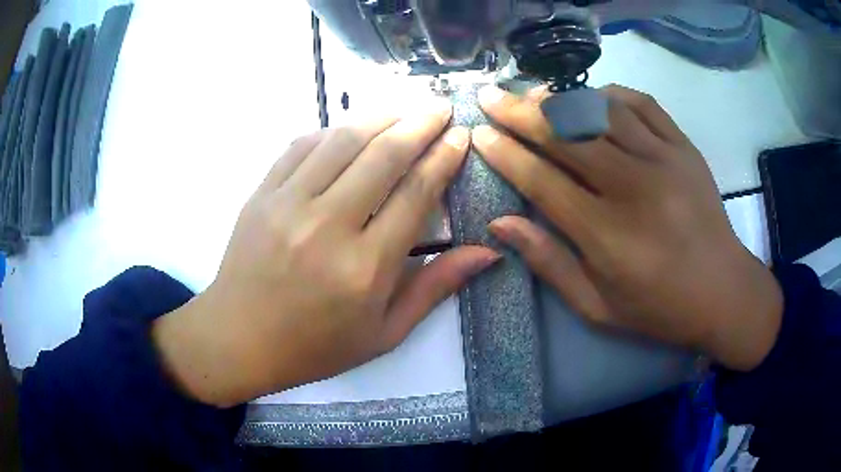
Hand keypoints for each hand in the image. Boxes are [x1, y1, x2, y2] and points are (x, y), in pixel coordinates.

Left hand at [153, 101, 498, 406]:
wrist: (239, 340)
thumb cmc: (315, 346)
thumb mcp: (385, 333)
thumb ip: (436, 288)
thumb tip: (488, 252)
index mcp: (364, 268)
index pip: (415, 193)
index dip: (443, 157)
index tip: (461, 136)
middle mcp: (326, 227)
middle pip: (383, 155)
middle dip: (420, 123)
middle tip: (441, 107)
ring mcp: (287, 204)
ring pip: (343, 140)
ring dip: (380, 116)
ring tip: (405, 107)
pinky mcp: (261, 194)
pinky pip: (301, 146)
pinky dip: (332, 130)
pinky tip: (352, 128)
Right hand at [473, 84, 782, 371]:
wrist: (723, 291)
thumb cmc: (659, 308)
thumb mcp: (597, 306)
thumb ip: (549, 263)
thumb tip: (500, 224)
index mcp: (608, 236)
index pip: (542, 181)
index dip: (506, 154)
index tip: (480, 135)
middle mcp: (634, 188)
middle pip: (566, 135)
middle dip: (520, 113)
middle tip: (491, 97)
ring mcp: (665, 160)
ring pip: (600, 110)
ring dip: (560, 98)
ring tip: (533, 94)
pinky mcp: (684, 147)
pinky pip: (641, 103)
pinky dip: (609, 94)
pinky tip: (591, 98)